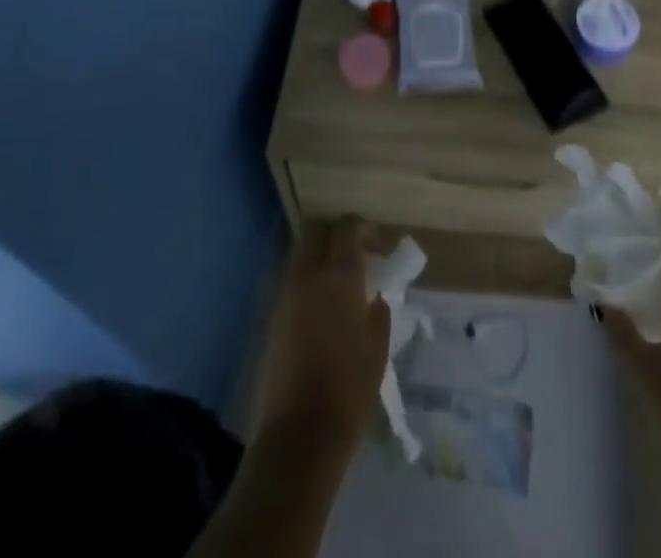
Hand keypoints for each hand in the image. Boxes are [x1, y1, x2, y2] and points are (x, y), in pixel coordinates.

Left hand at [254, 217, 391, 456]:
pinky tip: (328, 308)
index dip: (368, 230)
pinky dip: (312, 281)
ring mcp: (287, 295)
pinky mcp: (275, 317)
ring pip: (303, 254)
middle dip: (339, 233)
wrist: (301, 432)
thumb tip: (374, 296)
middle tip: (360, 254)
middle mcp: (309, 275)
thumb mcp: (379, 346)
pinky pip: (295, 282)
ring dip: (323, 257)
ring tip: (345, 284)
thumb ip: (378, 310)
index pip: (348, 226)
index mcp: (339, 275)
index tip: (385, 250)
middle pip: (318, 230)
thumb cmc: (350, 387)